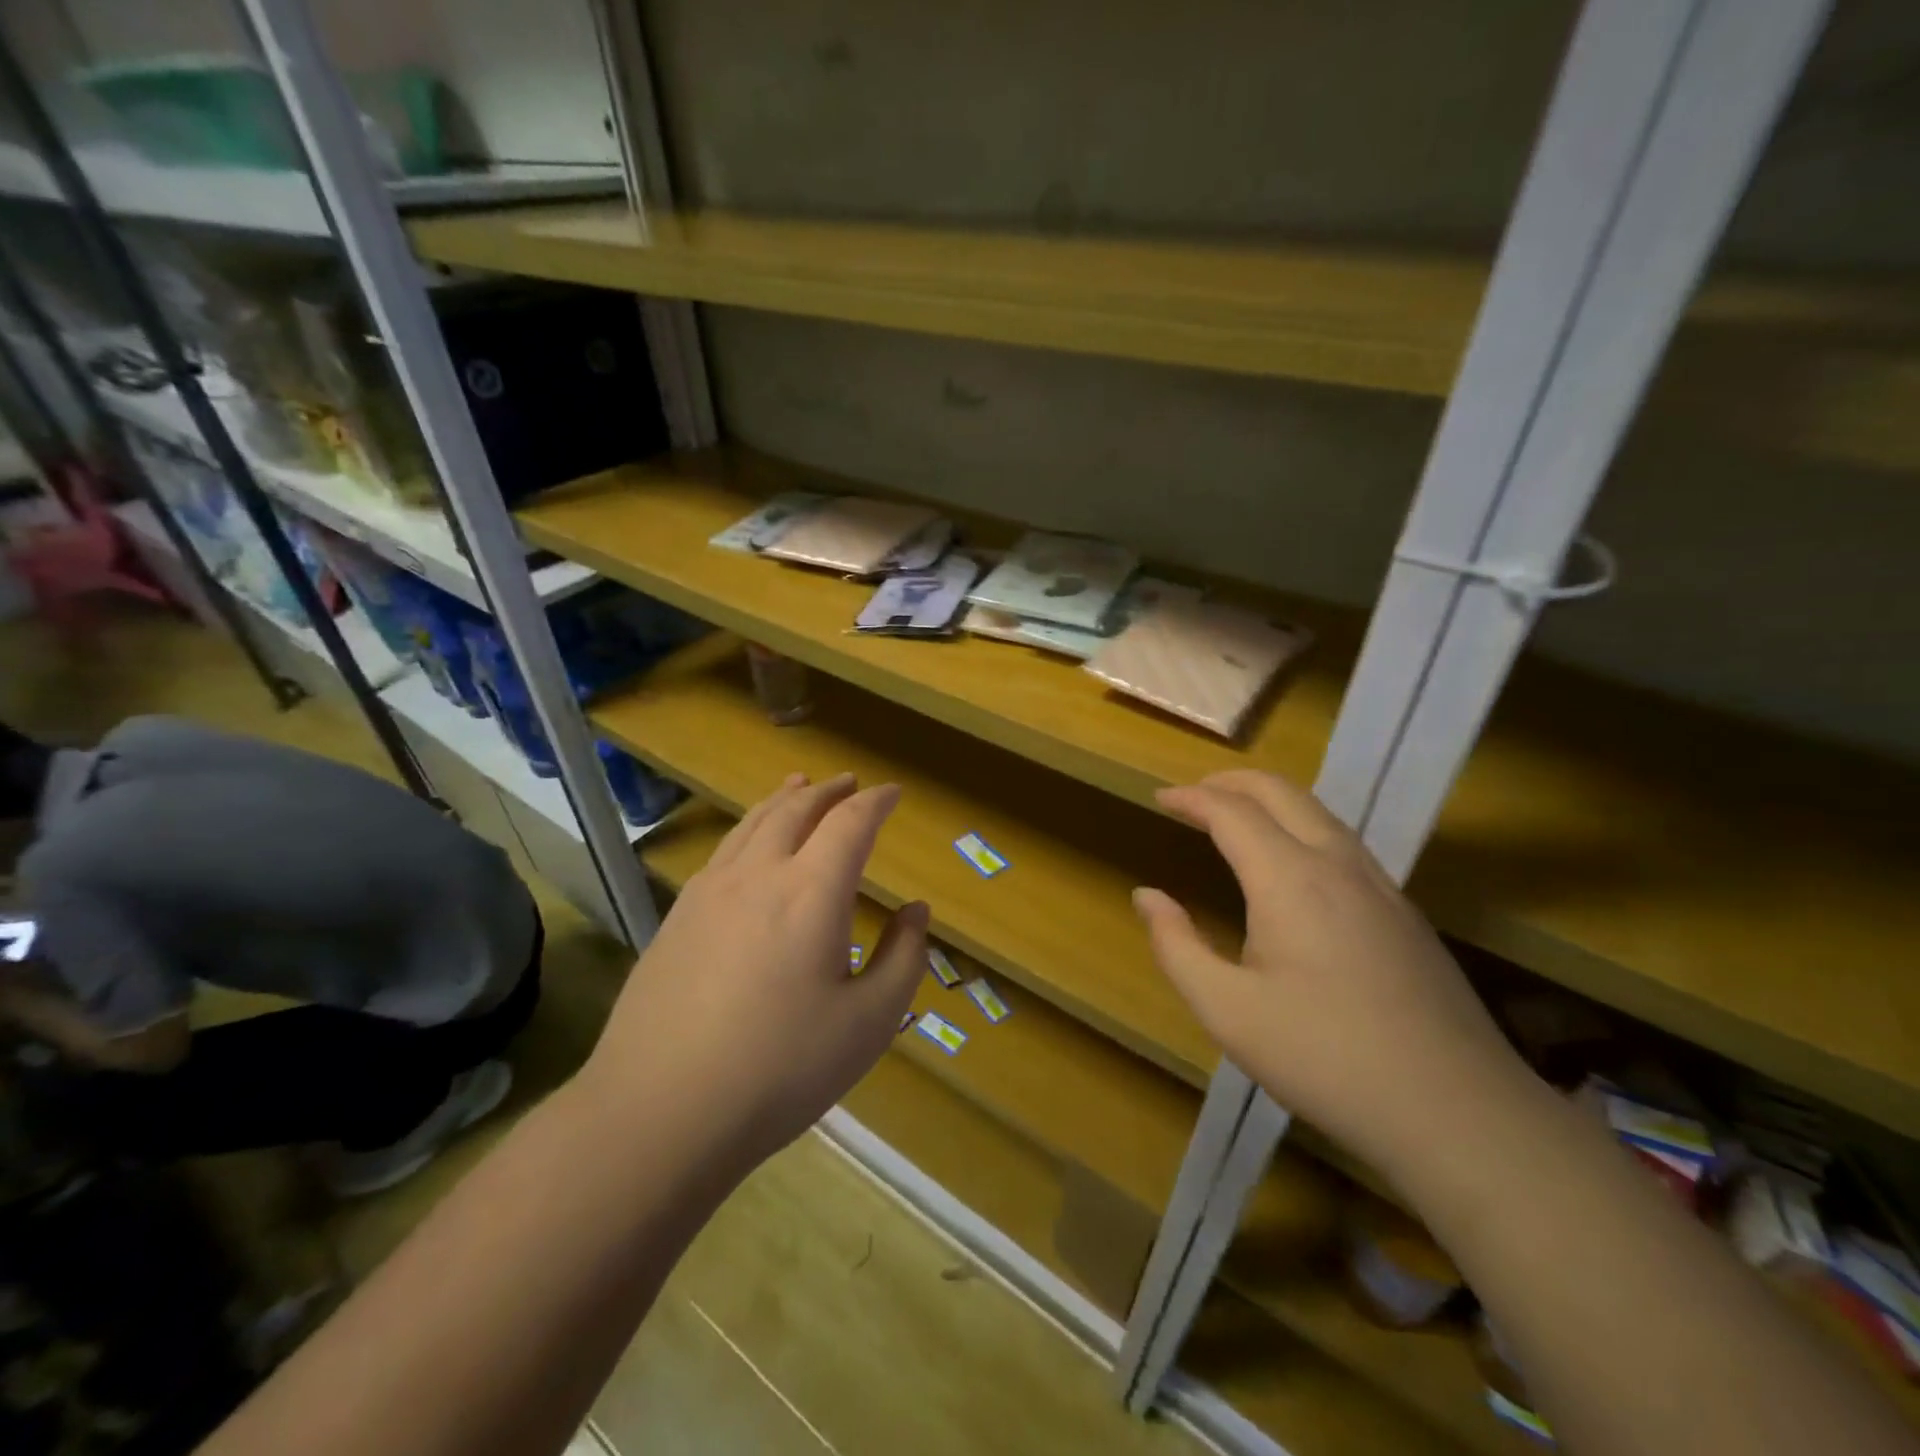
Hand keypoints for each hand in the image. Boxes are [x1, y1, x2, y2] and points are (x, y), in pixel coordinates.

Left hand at [582, 773, 926, 1177]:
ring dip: (783, 799)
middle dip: (828, 791)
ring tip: (798, 786)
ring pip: (751, 823)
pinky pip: (722, 852)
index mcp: (811, 892)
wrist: (659, 1112)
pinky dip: (747, 829)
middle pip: (795, 810)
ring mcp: (708, 893)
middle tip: (849, 783)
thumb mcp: (868, 1023)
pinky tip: (748, 846)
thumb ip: (903, 959)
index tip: (893, 792)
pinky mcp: (676, 918)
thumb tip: (916, 911)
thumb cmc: (780, 1070)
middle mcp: (758, 875)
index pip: (849, 823)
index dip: (875, 802)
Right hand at [1135, 770, 1533, 1176]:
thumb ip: (1176, 946)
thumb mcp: (1227, 1011)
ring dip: (1269, 800)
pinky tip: (1293, 865)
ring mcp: (1380, 885)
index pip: (1230, 811)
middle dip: (1230, 782)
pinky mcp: (1405, 912)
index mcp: (1289, 878)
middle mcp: (1336, 864)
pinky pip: (1343, 842)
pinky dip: (1301, 826)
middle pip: (1280, 792)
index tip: (1159, 799)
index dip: (1190, 799)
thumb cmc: (1325, 1057)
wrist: (1458, 1111)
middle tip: (1193, 795)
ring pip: (1319, 811)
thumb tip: (1147, 896)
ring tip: (1235, 818)